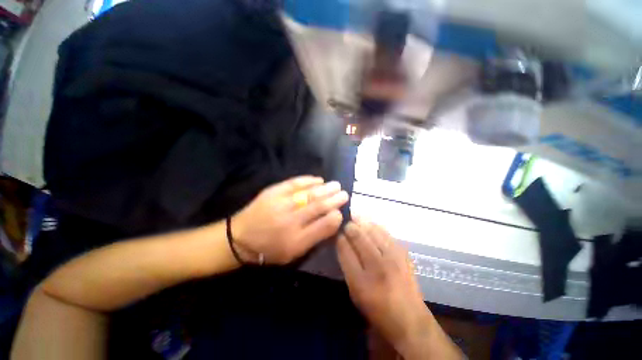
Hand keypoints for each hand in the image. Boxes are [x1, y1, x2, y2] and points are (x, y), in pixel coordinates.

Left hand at [232, 176, 348, 264]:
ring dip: (325, 189)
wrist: (239, 238)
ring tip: (336, 185)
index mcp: (296, 240)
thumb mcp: (293, 252)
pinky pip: (294, 183)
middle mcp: (290, 220)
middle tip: (344, 193)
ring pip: (309, 194)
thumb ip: (314, 237)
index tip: (341, 212)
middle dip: (334, 199)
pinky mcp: (273, 192)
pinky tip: (318, 179)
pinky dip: (308, 180)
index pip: (323, 226)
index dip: (335, 217)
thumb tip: (332, 220)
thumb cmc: (270, 249)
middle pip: (318, 207)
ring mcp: (281, 204)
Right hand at [336, 219, 431, 352]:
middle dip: (349, 226)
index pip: (345, 249)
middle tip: (345, 223)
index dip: (339, 238)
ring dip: (361, 223)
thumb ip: (347, 266)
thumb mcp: (355, 293)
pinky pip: (385, 233)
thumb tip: (342, 242)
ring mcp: (392, 258)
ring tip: (355, 219)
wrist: (410, 319)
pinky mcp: (403, 253)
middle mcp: (377, 267)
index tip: (336, 232)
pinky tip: (370, 225)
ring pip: (372, 230)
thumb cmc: (377, 310)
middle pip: (358, 236)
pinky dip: (375, 226)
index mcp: (361, 282)